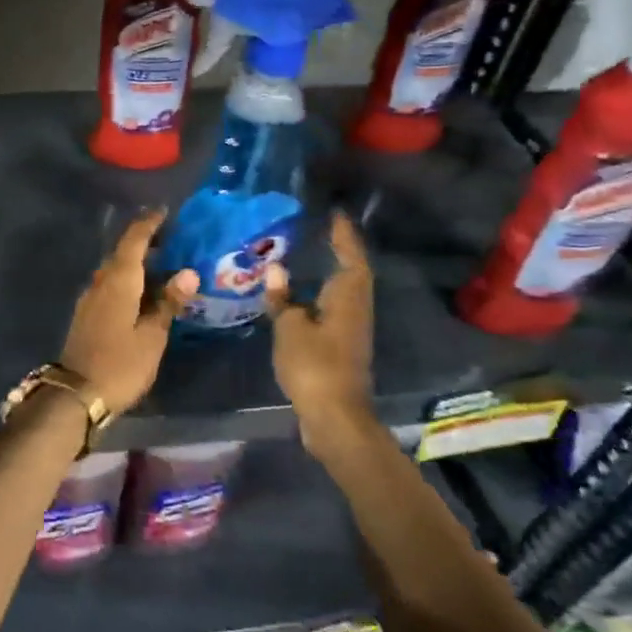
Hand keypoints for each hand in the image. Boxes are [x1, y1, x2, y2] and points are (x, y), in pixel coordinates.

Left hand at [58, 210, 198, 416]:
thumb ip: (169, 303)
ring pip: (114, 269)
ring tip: (162, 264)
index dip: (149, 224)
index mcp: (119, 281)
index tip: (166, 212)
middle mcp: (100, 282)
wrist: (76, 394)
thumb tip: (188, 272)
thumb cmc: (120, 364)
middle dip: (144, 241)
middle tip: (172, 239)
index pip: (134, 240)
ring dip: (135, 262)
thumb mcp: (152, 336)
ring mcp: (90, 298)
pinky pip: (109, 285)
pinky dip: (127, 279)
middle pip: (122, 252)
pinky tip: (142, 292)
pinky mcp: (87, 314)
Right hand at [264, 211, 374, 459]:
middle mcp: (355, 309)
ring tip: (307, 256)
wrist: (335, 418)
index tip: (335, 214)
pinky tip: (300, 297)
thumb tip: (276, 270)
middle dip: (340, 250)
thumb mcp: (290, 328)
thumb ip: (283, 298)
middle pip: (352, 272)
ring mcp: (351, 330)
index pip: (350, 256)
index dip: (343, 235)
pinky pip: (333, 309)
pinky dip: (319, 296)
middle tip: (320, 230)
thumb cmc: (314, 366)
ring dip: (329, 273)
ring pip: (343, 292)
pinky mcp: (342, 348)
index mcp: (347, 297)